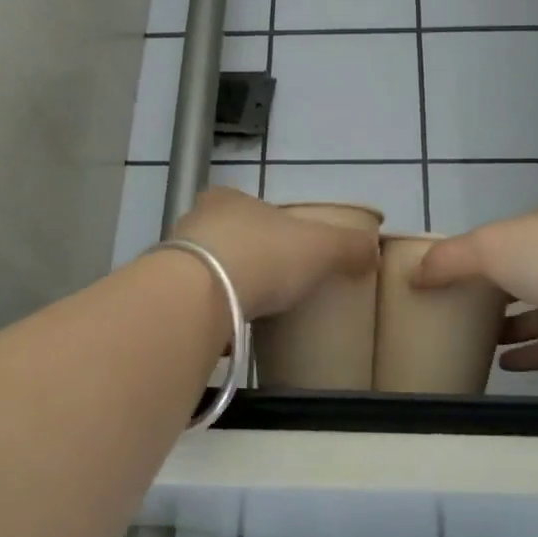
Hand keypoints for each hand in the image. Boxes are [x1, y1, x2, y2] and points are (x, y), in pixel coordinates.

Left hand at [173, 187, 377, 319]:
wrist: (201, 294)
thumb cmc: (264, 255)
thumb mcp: (321, 246)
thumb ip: (348, 246)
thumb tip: (373, 251)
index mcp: (229, 199)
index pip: (247, 204)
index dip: (267, 224)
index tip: (283, 248)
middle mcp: (195, 220)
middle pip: (224, 236)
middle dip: (244, 257)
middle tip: (270, 283)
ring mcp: (173, 258)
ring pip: (204, 270)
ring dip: (222, 288)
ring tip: (251, 312)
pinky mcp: (164, 295)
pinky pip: (191, 305)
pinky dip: (207, 318)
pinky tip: (226, 336)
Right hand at [414, 209, 537, 371]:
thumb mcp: (486, 246)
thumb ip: (448, 259)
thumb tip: (414, 275)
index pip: (508, 239)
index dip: (480, 254)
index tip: (451, 274)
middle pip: (525, 276)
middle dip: (495, 292)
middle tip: (459, 311)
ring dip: (511, 327)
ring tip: (476, 341)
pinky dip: (530, 354)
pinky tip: (504, 365)